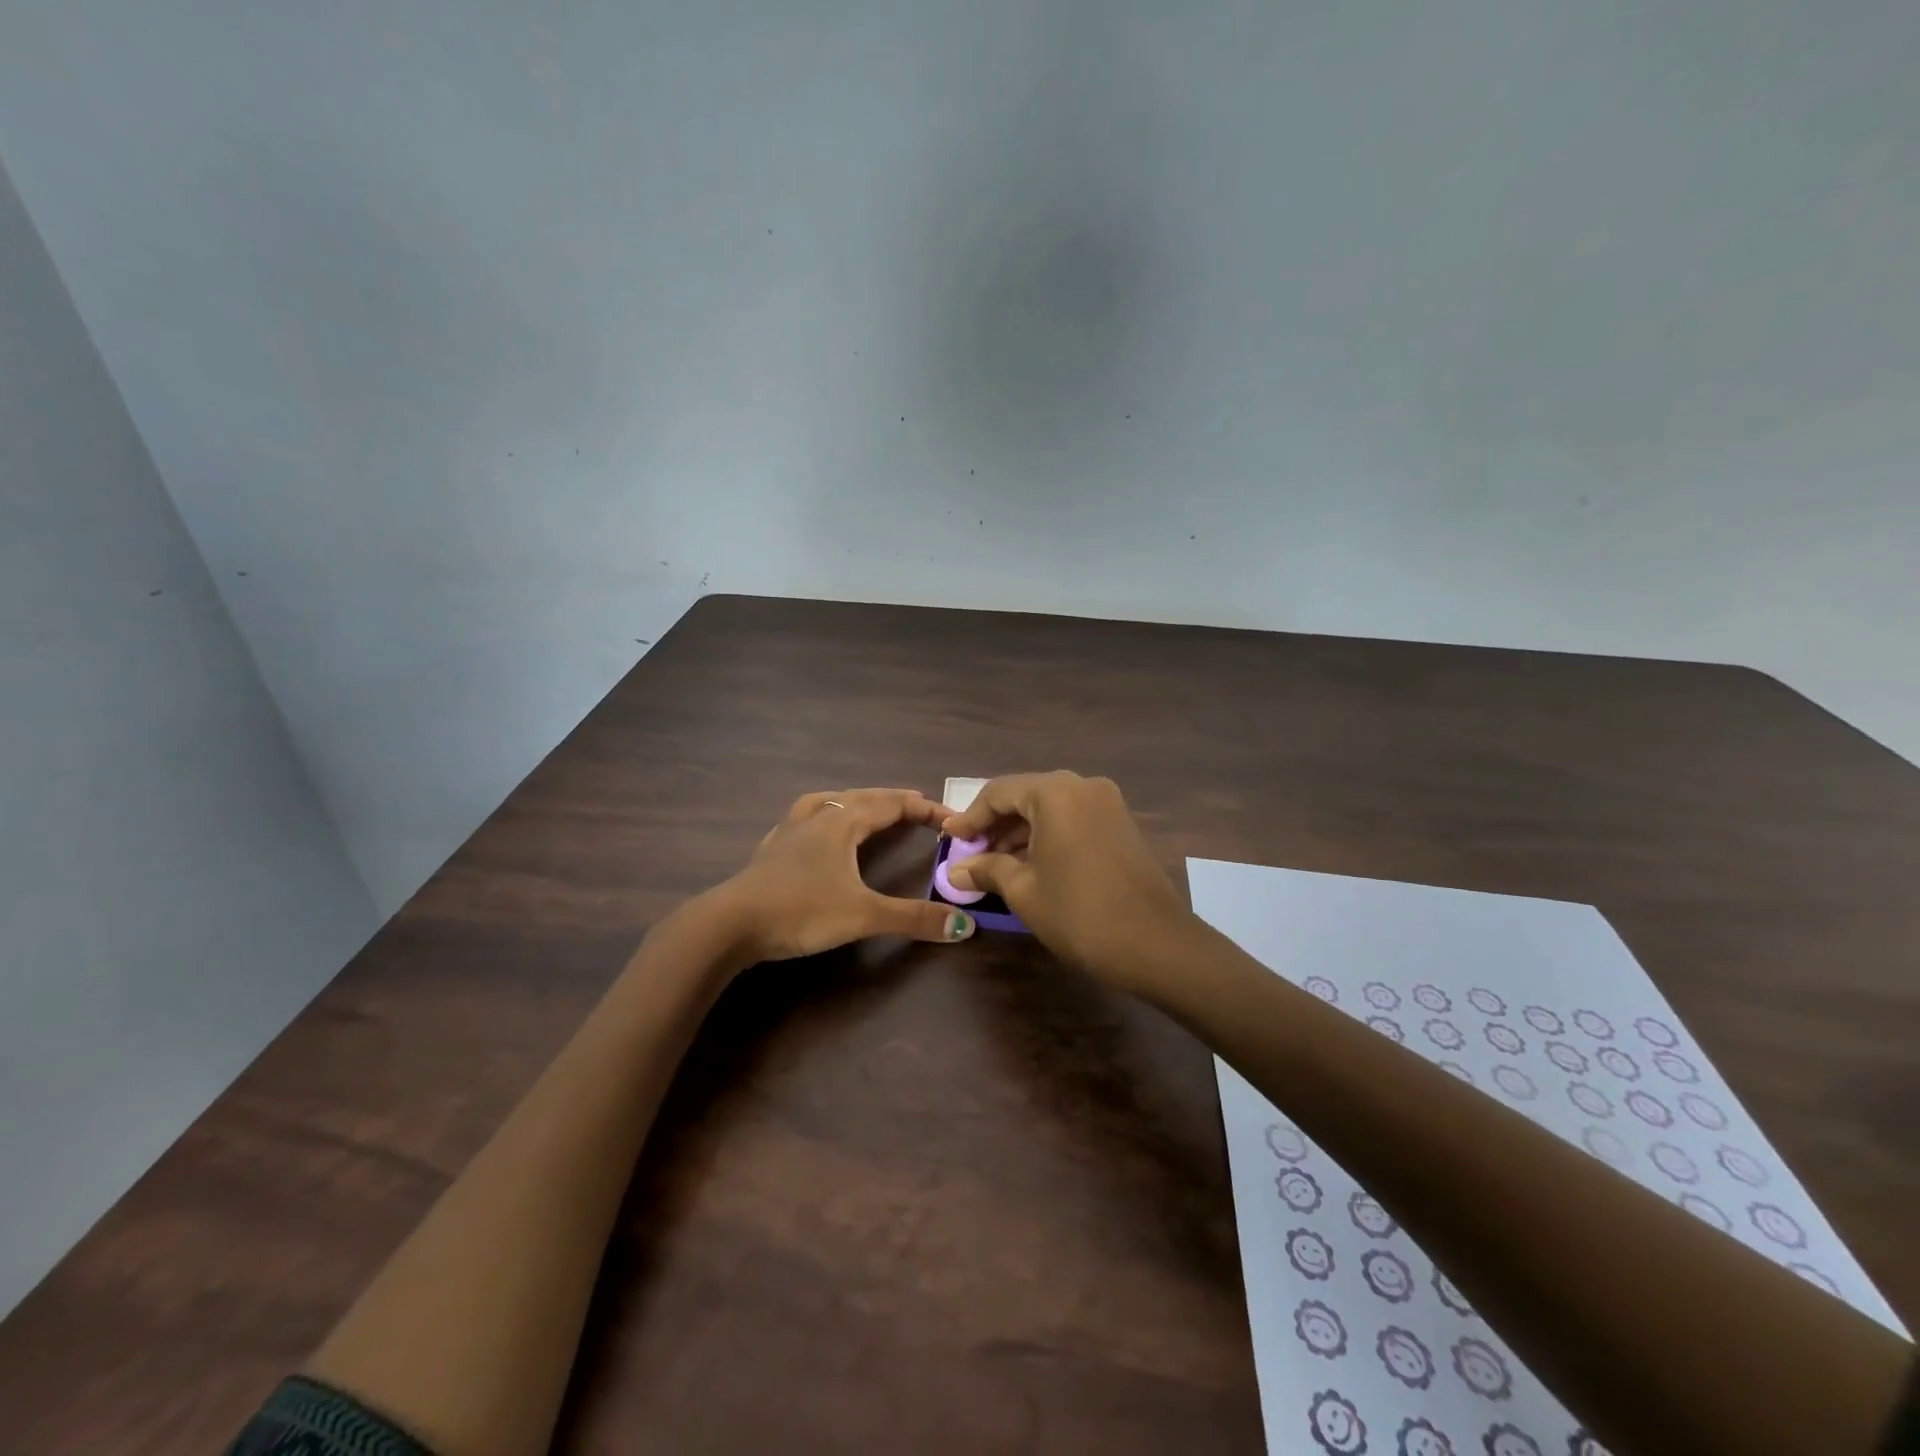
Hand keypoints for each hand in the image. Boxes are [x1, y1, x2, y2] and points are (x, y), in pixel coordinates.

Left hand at [714, 788, 978, 962]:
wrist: (730, 924)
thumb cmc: (800, 911)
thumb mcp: (863, 915)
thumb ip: (914, 918)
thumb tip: (965, 926)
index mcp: (843, 822)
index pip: (892, 804)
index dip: (924, 808)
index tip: (951, 818)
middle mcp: (818, 817)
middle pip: (862, 797)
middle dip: (893, 801)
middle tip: (919, 807)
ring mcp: (790, 831)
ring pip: (829, 801)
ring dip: (856, 801)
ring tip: (869, 808)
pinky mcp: (771, 850)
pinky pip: (805, 819)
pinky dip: (823, 816)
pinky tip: (817, 832)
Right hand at [941, 772, 1193, 989]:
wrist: (1156, 944)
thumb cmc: (1079, 913)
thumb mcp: (1024, 891)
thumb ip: (988, 869)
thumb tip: (956, 869)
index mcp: (1054, 792)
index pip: (998, 792)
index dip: (970, 817)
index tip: (949, 840)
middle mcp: (1082, 785)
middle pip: (1025, 795)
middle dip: (995, 824)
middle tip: (970, 854)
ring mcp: (1107, 803)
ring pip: (1050, 808)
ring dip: (1021, 832)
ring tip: (996, 864)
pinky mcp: (1121, 823)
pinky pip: (1073, 819)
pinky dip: (1048, 835)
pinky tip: (1031, 864)